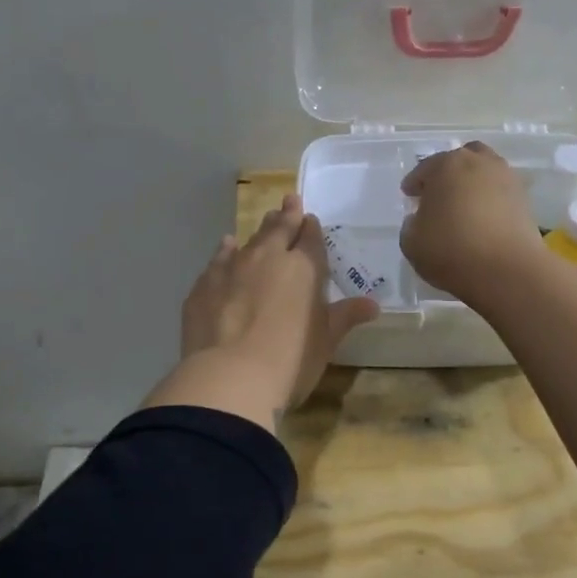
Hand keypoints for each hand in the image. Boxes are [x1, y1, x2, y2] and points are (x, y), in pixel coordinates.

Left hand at [148, 193, 379, 428]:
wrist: (229, 377)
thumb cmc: (290, 361)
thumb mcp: (325, 341)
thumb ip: (345, 317)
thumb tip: (372, 304)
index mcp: (304, 269)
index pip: (311, 239)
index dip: (311, 228)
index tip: (310, 219)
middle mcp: (268, 258)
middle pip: (279, 229)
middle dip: (287, 215)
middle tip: (289, 200)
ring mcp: (232, 268)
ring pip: (249, 240)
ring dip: (259, 230)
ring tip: (265, 220)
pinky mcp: (204, 285)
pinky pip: (218, 259)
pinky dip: (226, 250)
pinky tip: (227, 246)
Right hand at [399, 142, 542, 304]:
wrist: (508, 270)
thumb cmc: (451, 250)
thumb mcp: (411, 242)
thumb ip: (411, 225)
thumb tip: (420, 219)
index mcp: (446, 165)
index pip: (424, 169)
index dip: (414, 183)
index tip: (409, 195)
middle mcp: (478, 162)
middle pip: (459, 161)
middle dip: (447, 174)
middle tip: (438, 195)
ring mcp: (506, 178)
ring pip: (484, 173)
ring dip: (472, 184)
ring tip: (463, 207)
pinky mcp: (525, 199)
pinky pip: (500, 193)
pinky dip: (490, 200)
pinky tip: (482, 220)